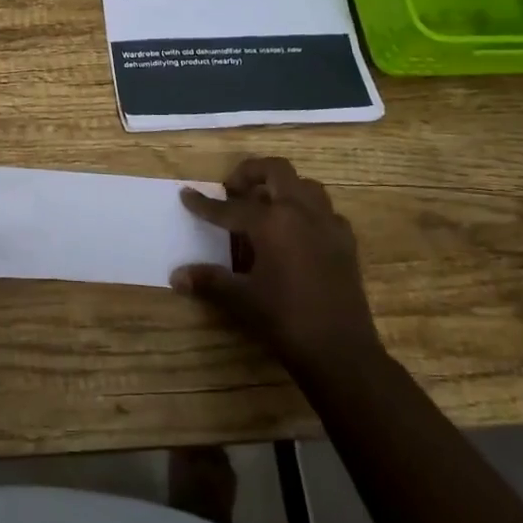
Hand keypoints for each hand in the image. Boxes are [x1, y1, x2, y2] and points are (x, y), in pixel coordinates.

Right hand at [172, 157, 382, 375]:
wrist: (341, 351)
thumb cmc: (285, 319)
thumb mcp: (242, 299)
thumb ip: (209, 280)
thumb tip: (176, 275)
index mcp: (272, 221)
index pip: (230, 207)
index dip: (204, 204)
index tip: (186, 194)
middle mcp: (301, 212)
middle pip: (276, 170)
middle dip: (251, 173)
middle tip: (233, 190)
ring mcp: (328, 224)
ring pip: (305, 186)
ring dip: (283, 188)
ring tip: (265, 206)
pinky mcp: (346, 242)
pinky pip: (325, 212)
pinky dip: (307, 212)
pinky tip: (297, 234)